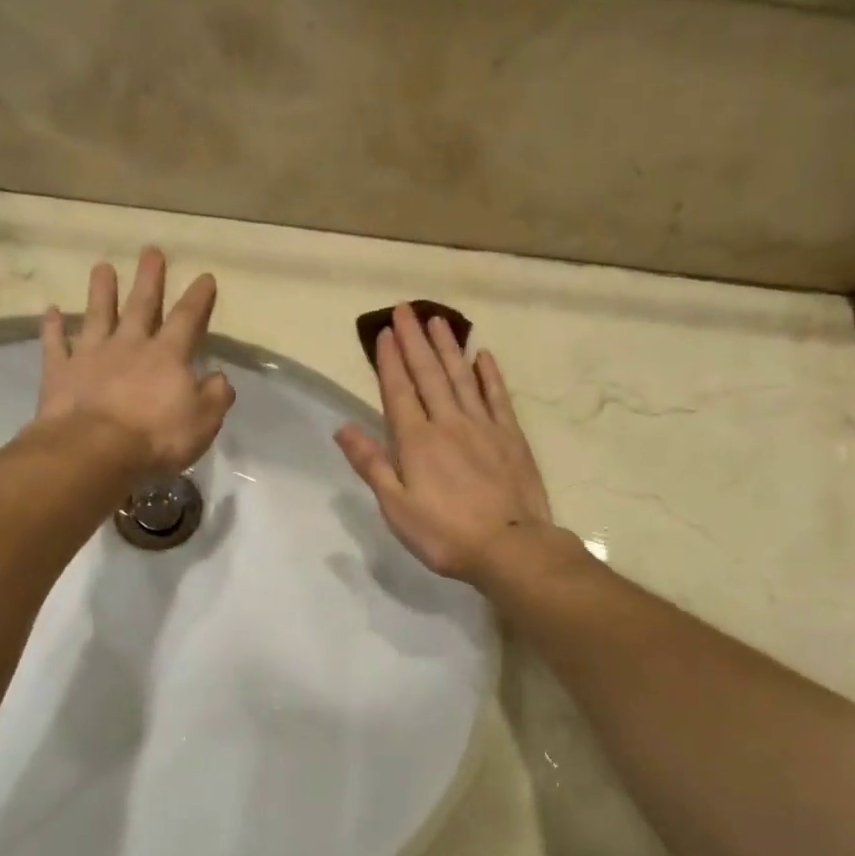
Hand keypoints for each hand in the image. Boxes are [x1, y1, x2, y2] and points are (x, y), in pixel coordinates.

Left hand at [30, 247, 234, 477]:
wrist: (95, 450)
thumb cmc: (157, 437)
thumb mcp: (203, 422)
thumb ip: (216, 396)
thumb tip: (220, 377)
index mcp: (168, 356)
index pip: (187, 319)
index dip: (198, 298)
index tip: (204, 276)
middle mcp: (130, 345)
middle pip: (141, 305)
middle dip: (149, 279)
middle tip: (151, 252)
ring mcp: (92, 355)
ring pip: (97, 315)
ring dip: (100, 291)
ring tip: (102, 267)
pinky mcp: (61, 372)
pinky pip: (56, 344)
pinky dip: (53, 327)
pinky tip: (51, 311)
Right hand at [336, 303, 555, 584]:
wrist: (509, 546)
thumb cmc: (444, 534)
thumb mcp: (396, 506)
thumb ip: (372, 463)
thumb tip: (343, 427)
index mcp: (416, 441)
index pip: (399, 391)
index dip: (390, 360)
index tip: (385, 331)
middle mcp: (448, 423)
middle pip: (429, 374)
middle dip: (415, 340)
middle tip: (406, 309)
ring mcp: (483, 426)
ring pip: (462, 377)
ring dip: (448, 347)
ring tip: (438, 320)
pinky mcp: (511, 436)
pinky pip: (497, 397)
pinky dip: (489, 374)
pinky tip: (483, 355)